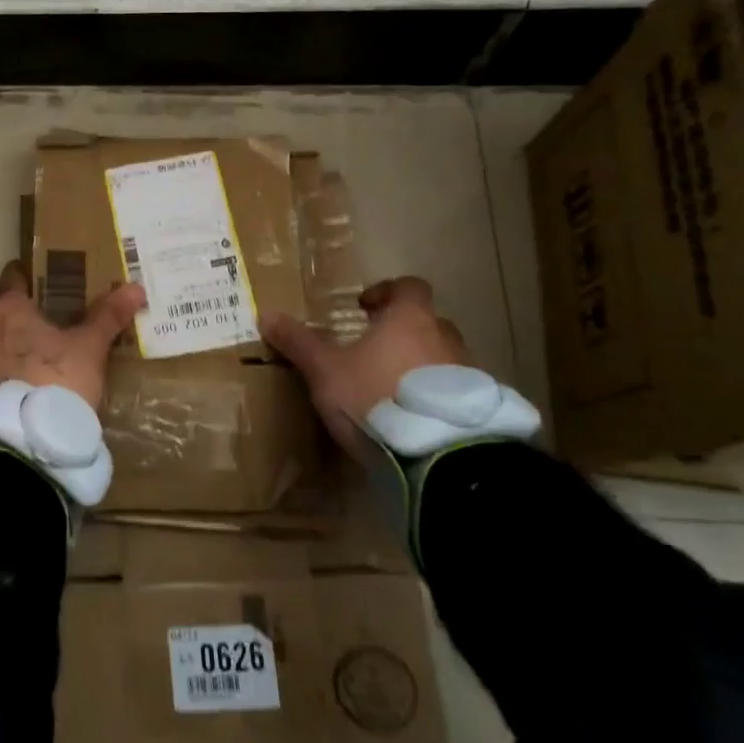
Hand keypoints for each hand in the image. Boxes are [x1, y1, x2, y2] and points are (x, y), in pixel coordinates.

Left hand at [0, 261, 147, 407]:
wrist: (29, 439)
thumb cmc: (57, 379)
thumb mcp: (90, 347)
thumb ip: (108, 315)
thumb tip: (136, 288)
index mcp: (7, 307)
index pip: (9, 276)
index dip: (23, 275)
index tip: (37, 280)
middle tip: (13, 305)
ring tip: (11, 339)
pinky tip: (8, 368)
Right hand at [259, 277, 470, 459]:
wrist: (440, 455)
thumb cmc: (377, 396)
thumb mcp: (326, 370)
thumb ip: (299, 342)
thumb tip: (265, 314)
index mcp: (410, 319)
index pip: (408, 287)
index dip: (386, 291)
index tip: (364, 307)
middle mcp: (444, 338)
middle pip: (427, 322)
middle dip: (403, 332)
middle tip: (374, 351)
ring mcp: (468, 373)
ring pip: (443, 358)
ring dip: (421, 366)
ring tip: (392, 389)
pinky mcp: (478, 409)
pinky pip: (455, 392)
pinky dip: (436, 397)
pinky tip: (414, 419)